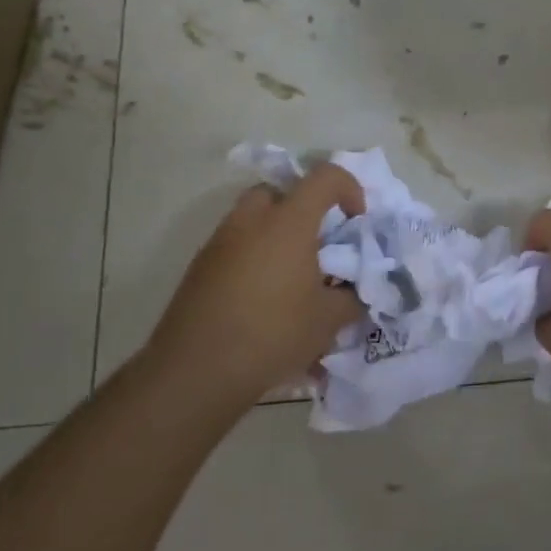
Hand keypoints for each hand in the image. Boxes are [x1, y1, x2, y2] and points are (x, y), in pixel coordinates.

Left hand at [148, 164, 367, 412]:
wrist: (194, 373)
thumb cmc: (272, 335)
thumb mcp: (329, 320)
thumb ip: (352, 296)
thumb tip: (354, 290)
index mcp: (288, 222)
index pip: (325, 177)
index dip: (349, 188)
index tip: (356, 220)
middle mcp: (251, 221)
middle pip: (279, 191)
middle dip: (302, 207)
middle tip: (317, 243)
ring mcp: (219, 244)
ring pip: (253, 218)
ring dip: (275, 234)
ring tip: (291, 276)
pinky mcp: (199, 269)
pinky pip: (235, 247)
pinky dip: (253, 257)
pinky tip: (263, 299)